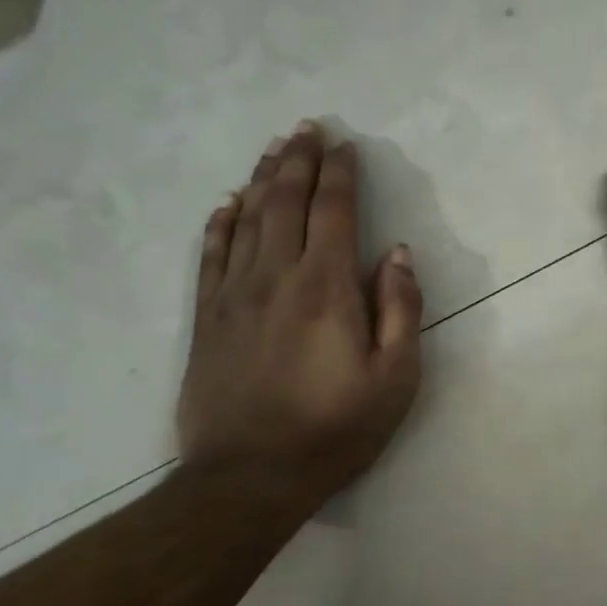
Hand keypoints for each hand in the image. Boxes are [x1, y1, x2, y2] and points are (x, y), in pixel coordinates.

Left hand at [177, 121, 422, 495]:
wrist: (248, 477)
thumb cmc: (335, 428)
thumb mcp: (395, 378)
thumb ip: (400, 309)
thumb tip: (396, 254)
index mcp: (326, 287)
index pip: (333, 211)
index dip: (340, 173)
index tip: (346, 146)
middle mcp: (276, 276)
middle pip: (284, 202)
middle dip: (298, 160)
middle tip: (306, 128)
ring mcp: (233, 295)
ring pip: (246, 219)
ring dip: (261, 179)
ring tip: (274, 149)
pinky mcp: (206, 319)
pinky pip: (210, 255)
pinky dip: (219, 223)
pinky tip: (226, 203)